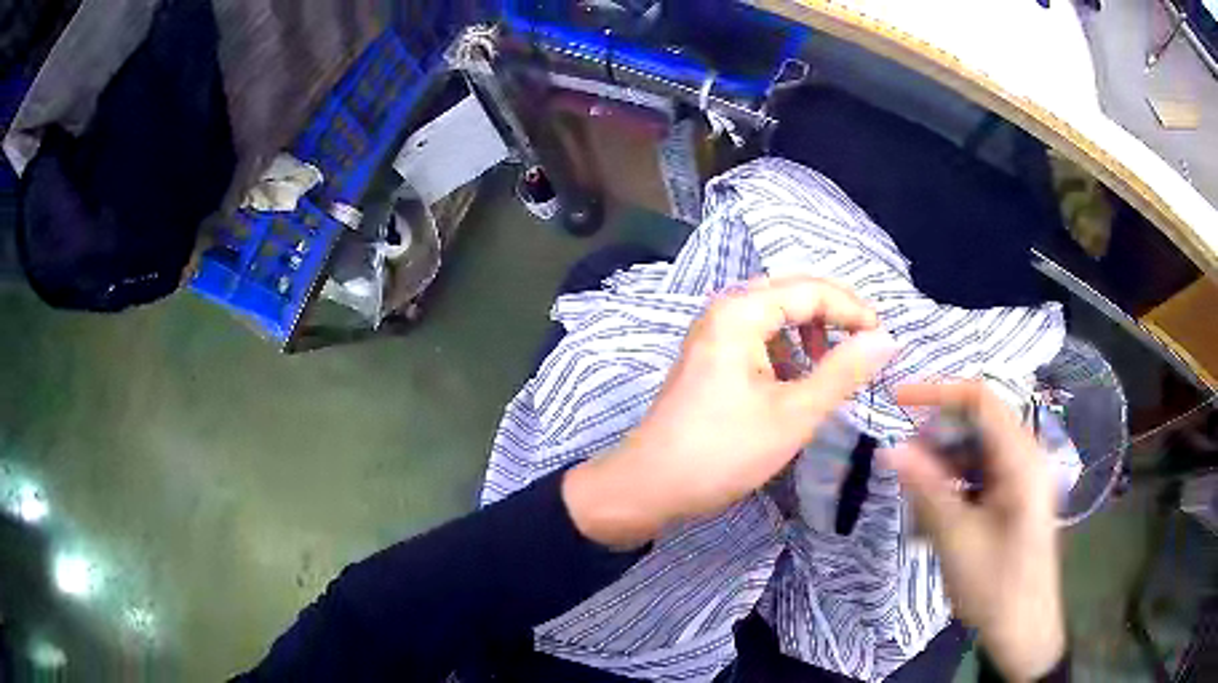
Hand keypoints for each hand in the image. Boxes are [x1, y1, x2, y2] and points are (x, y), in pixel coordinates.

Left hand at [563, 276, 898, 548]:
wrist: (648, 487)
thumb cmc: (722, 451)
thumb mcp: (794, 413)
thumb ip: (843, 372)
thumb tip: (886, 338)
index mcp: (740, 312)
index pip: (811, 290)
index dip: (853, 310)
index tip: (884, 340)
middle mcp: (724, 311)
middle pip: (793, 295)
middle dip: (834, 317)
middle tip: (865, 348)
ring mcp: (714, 335)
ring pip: (776, 318)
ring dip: (811, 335)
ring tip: (831, 371)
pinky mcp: (711, 360)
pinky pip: (760, 340)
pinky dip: (788, 354)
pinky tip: (799, 383)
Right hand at [881, 382, 1065, 682]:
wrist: (1023, 629)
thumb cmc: (995, 586)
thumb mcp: (957, 538)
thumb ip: (926, 489)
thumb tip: (890, 448)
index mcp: (1021, 459)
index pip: (980, 400)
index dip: (938, 392)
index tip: (897, 401)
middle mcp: (1025, 457)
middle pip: (977, 425)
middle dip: (937, 441)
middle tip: (904, 469)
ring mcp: (1021, 478)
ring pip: (975, 452)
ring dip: (942, 469)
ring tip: (916, 506)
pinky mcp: (1014, 497)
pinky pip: (980, 475)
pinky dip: (954, 488)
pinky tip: (934, 521)